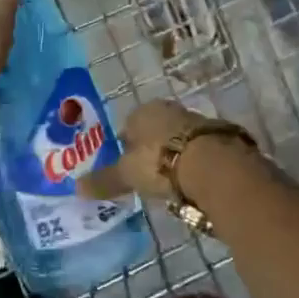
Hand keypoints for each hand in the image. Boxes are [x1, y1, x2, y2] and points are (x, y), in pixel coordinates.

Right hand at [77, 100, 258, 203]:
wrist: (214, 166)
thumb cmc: (159, 163)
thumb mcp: (127, 174)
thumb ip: (104, 180)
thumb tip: (76, 187)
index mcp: (144, 111)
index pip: (128, 125)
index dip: (124, 146)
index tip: (125, 166)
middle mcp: (170, 110)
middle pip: (155, 131)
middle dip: (150, 150)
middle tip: (147, 175)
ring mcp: (198, 122)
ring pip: (178, 140)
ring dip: (174, 157)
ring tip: (171, 183)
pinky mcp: (221, 138)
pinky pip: (200, 152)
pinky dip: (195, 165)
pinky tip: (193, 183)